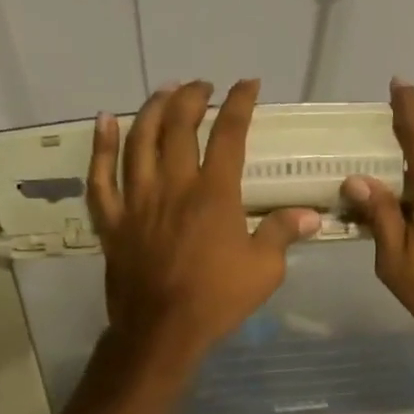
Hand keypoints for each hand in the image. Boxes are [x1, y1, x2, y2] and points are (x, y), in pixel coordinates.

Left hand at [88, 79, 318, 367]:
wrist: (163, 330)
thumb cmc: (217, 299)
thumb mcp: (265, 269)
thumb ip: (284, 233)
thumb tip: (312, 214)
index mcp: (214, 193)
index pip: (229, 134)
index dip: (239, 103)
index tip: (248, 84)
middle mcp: (173, 185)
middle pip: (177, 126)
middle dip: (191, 97)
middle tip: (201, 86)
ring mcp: (137, 200)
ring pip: (138, 141)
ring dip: (151, 110)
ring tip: (163, 92)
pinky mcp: (113, 220)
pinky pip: (100, 177)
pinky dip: (101, 147)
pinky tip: (104, 122)